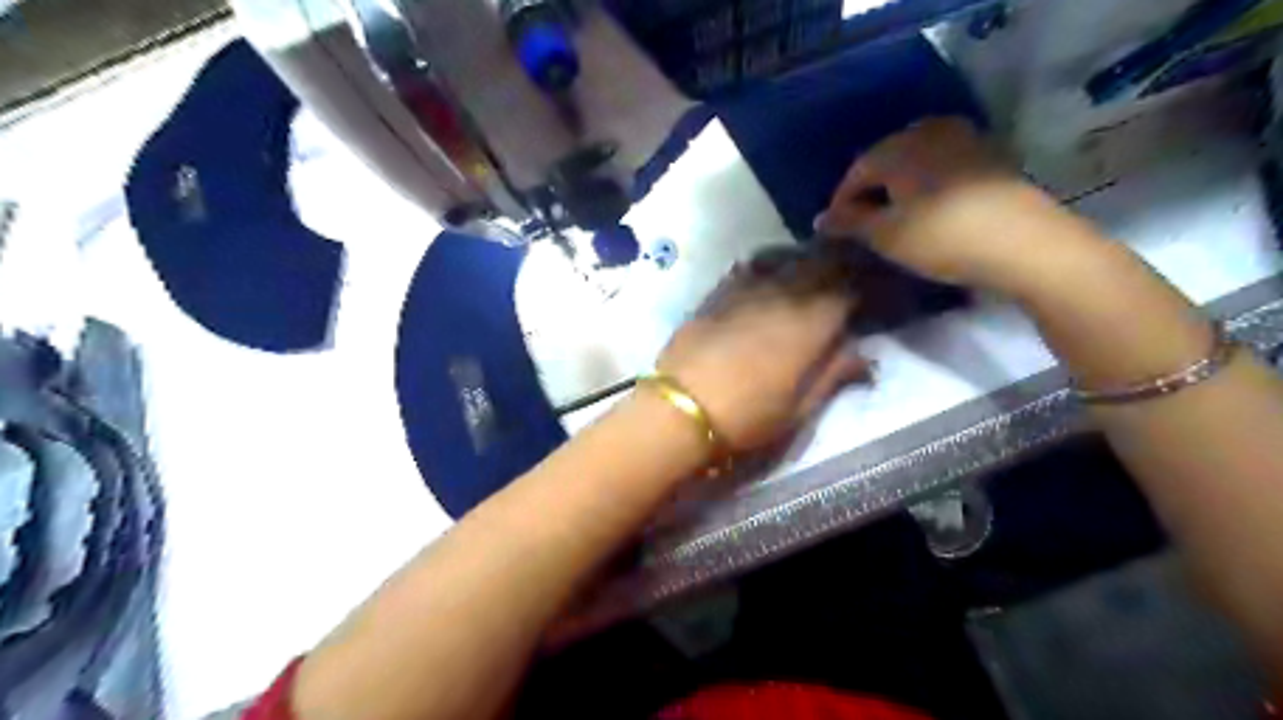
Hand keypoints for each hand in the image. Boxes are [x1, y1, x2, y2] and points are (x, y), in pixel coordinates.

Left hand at [663, 252, 873, 453]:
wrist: (680, 409)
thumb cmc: (747, 417)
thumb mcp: (800, 409)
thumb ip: (834, 375)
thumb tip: (864, 355)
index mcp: (810, 324)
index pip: (849, 289)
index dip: (862, 288)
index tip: (865, 297)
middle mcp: (783, 295)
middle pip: (819, 264)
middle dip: (837, 266)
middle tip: (841, 280)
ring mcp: (747, 289)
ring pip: (786, 258)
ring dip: (803, 261)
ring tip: (809, 270)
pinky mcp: (718, 292)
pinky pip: (750, 265)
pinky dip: (767, 264)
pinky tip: (767, 273)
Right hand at [810, 116, 1078, 291]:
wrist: (1026, 244)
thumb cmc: (943, 238)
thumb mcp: (886, 235)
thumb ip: (849, 222)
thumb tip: (821, 218)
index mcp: (899, 146)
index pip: (856, 172)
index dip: (841, 203)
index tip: (837, 232)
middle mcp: (929, 131)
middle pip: (885, 162)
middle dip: (870, 193)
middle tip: (863, 226)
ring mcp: (964, 139)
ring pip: (915, 163)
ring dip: (898, 189)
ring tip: (894, 221)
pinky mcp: (989, 156)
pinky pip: (941, 167)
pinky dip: (926, 187)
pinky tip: (928, 212)